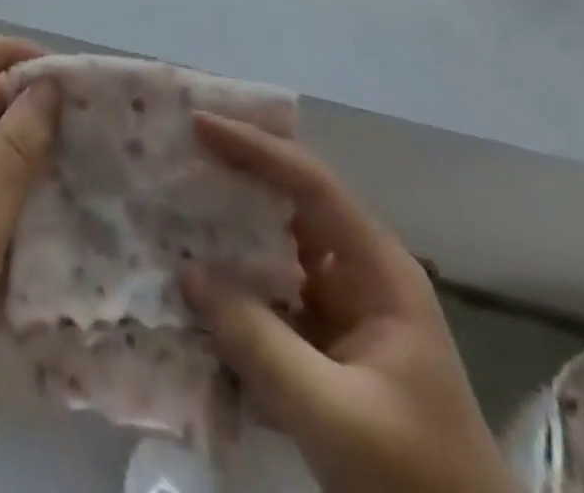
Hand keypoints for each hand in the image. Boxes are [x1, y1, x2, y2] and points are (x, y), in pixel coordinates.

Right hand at [180, 116, 517, 492]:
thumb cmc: (413, 474)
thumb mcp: (333, 412)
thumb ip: (257, 341)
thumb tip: (186, 271)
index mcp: (377, 267)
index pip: (309, 182)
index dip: (255, 148)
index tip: (199, 126)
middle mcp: (358, 273)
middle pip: (288, 205)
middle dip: (234, 181)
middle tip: (176, 160)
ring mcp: (342, 311)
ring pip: (274, 253)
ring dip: (226, 239)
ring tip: (170, 215)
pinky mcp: (326, 349)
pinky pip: (270, 302)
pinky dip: (233, 294)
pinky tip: (191, 295)